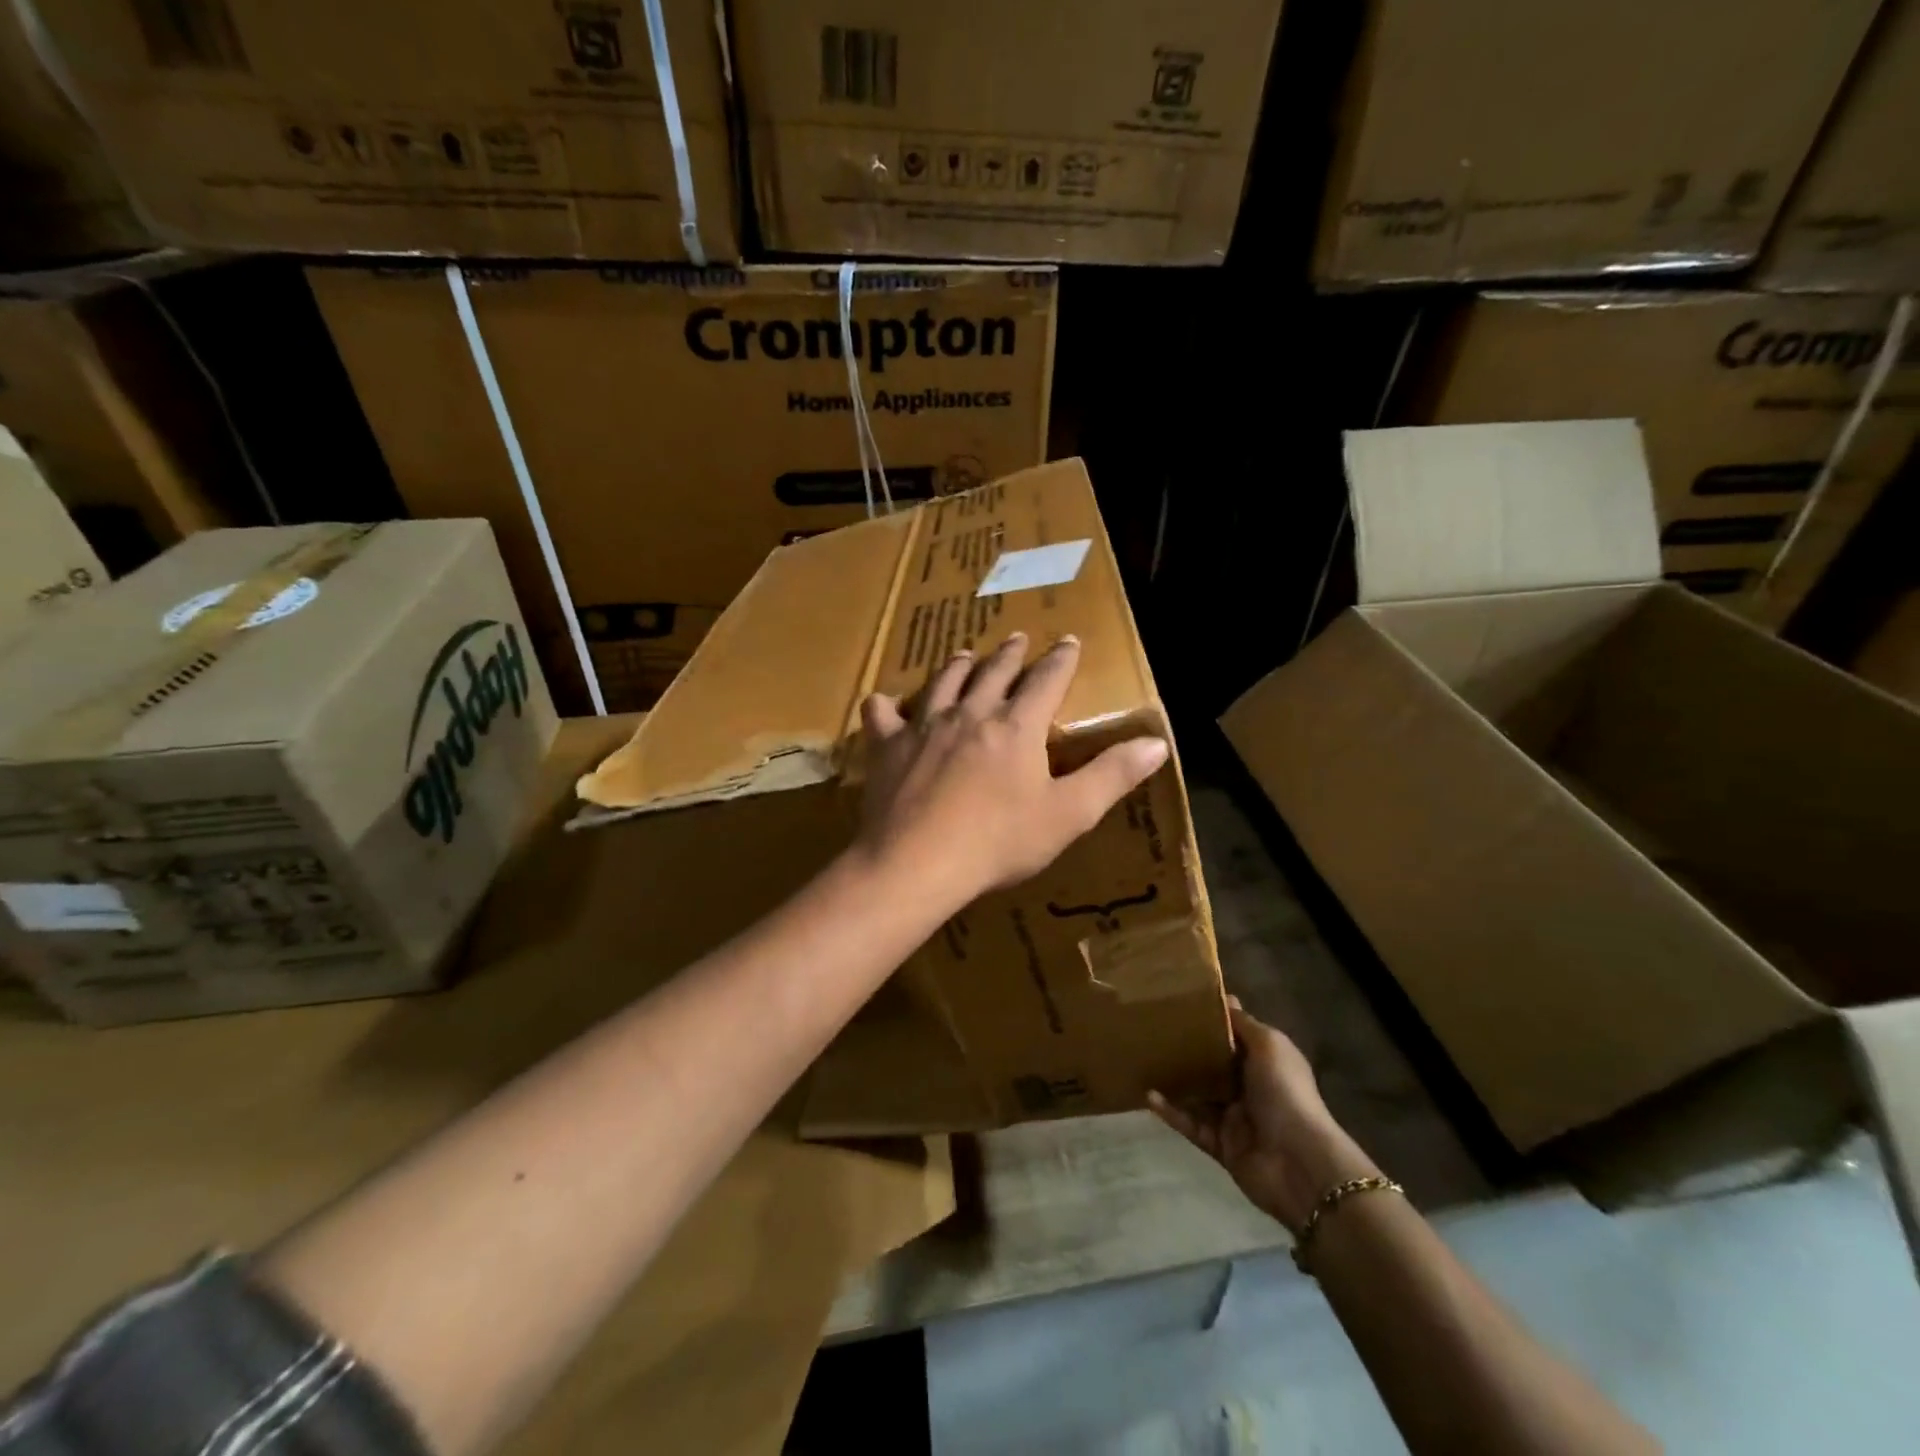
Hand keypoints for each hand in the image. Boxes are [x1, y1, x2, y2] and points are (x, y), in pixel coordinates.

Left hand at [856, 632, 1169, 908]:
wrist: (918, 863)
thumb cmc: (999, 842)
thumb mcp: (1068, 814)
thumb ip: (1112, 776)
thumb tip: (1157, 742)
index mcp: (1017, 726)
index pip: (1047, 680)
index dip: (1061, 659)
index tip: (1069, 641)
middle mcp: (971, 713)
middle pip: (994, 672)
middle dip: (1011, 653)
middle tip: (1018, 638)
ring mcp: (924, 725)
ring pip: (943, 682)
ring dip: (958, 666)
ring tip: (964, 654)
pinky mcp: (888, 746)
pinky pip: (882, 714)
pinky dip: (885, 705)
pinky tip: (884, 702)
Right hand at [1150, 1002, 1382, 1233]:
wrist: (1299, 1163)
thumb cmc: (1285, 1093)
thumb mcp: (1270, 1046)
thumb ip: (1244, 1024)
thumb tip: (1225, 998)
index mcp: (1265, 1063)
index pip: (1235, 1037)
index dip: (1214, 1020)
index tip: (1183, 1002)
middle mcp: (1249, 1087)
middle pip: (1213, 1065)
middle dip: (1188, 1049)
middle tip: (1154, 1029)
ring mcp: (1234, 1118)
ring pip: (1198, 1095)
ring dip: (1175, 1081)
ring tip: (1145, 1061)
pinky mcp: (1220, 1145)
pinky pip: (1190, 1125)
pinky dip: (1171, 1112)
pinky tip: (1149, 1096)